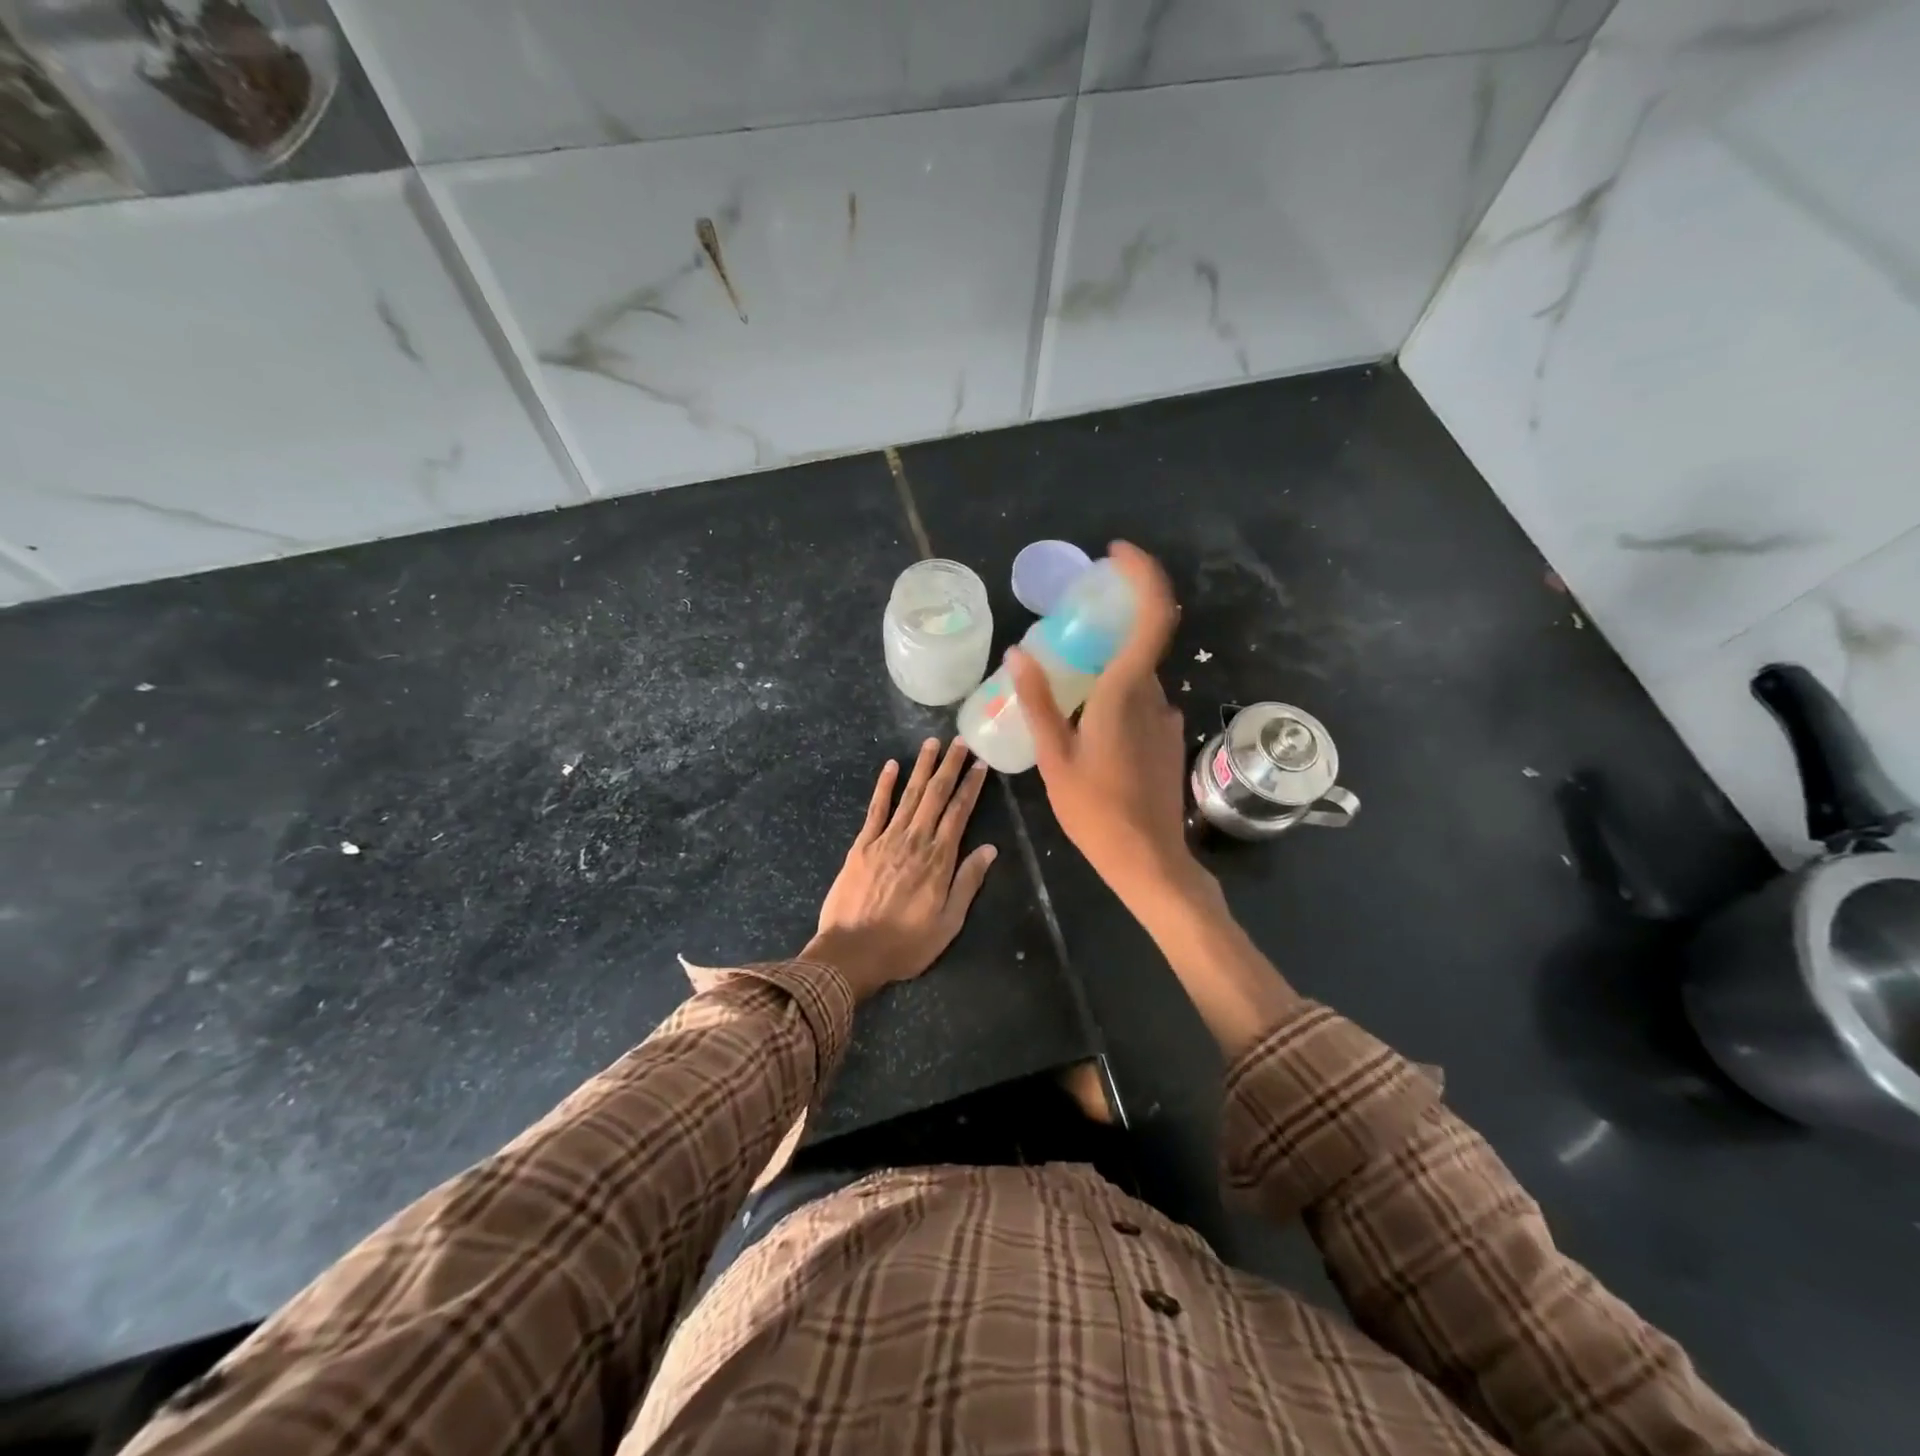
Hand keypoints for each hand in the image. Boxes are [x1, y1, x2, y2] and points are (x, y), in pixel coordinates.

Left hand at [803, 738, 997, 999]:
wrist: (852, 953)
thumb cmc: (905, 944)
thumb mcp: (948, 923)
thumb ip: (968, 882)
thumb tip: (990, 849)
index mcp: (939, 859)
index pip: (959, 813)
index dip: (971, 786)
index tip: (980, 765)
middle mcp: (915, 841)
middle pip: (935, 795)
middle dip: (949, 767)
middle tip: (960, 742)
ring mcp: (886, 839)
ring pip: (909, 795)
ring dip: (921, 768)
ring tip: (931, 743)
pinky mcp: (862, 845)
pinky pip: (876, 809)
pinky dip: (884, 786)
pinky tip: (890, 766)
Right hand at [1008, 541, 1207, 910]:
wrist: (1148, 860)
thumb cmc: (1095, 810)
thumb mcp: (1055, 755)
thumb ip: (1038, 701)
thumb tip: (1018, 652)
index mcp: (1128, 691)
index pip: (1153, 614)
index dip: (1142, 574)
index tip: (1115, 555)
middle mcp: (1156, 696)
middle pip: (1139, 642)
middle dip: (1106, 629)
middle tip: (1065, 635)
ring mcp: (1167, 718)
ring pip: (1137, 676)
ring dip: (1107, 670)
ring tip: (1066, 692)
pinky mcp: (1168, 739)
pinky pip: (1141, 701)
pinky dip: (1116, 696)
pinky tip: (1087, 727)